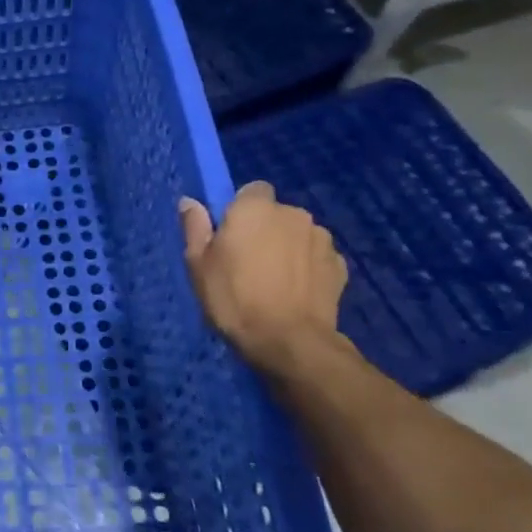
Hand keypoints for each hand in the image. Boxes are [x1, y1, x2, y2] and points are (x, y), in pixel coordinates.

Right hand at [180, 182, 349, 374]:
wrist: (289, 341)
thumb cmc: (233, 298)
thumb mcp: (198, 264)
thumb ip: (195, 227)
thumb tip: (190, 202)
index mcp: (255, 209)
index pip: (252, 190)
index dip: (240, 209)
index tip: (229, 234)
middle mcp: (294, 214)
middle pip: (276, 214)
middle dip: (265, 230)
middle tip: (247, 262)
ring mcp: (322, 240)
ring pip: (298, 235)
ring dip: (287, 248)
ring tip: (274, 281)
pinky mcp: (341, 266)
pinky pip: (316, 258)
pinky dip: (307, 268)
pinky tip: (294, 292)